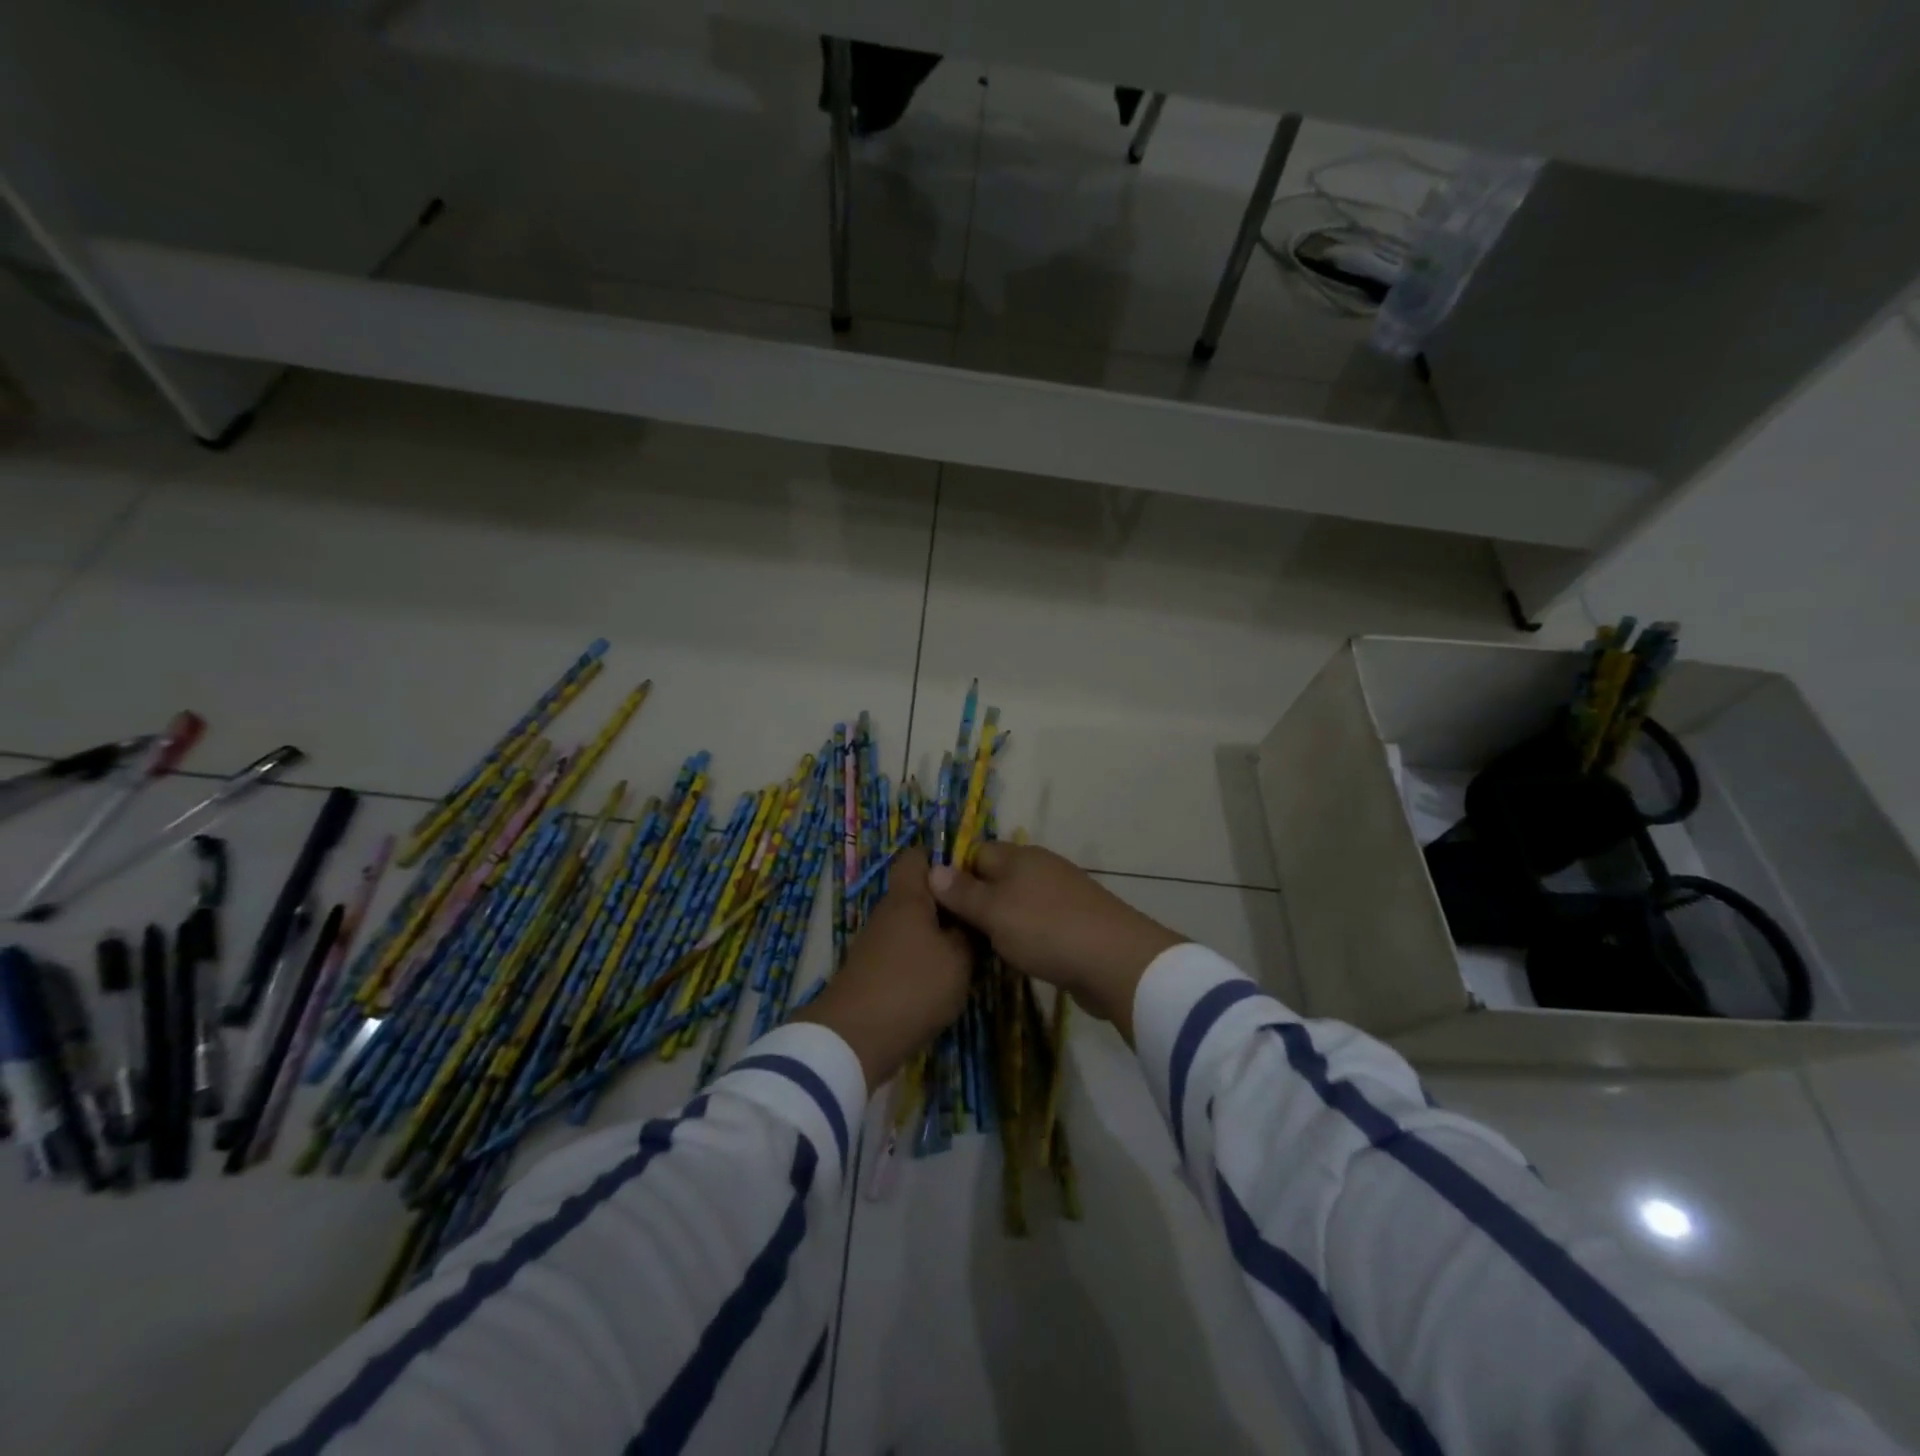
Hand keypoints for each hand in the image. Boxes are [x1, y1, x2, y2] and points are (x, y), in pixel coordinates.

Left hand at [792, 848, 970, 1087]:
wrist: (855, 1039)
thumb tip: (969, 918)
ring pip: (914, 924)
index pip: (918, 857)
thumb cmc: (913, 987)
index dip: (944, 859)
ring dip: (939, 934)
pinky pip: (906, 950)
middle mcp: (888, 912)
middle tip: (982, 917)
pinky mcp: (874, 970)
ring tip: (972, 950)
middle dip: (949, 903)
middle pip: (920, 893)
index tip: (973, 876)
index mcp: (908, 897)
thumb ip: (968, 933)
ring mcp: (877, 942)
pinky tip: (946, 977)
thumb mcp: (958, 960)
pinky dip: (925, 958)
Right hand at [928, 843, 1183, 1042]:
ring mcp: (1061, 894)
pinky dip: (1024, 937)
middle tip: (952, 934)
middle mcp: (1040, 867)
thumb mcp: (994, 912)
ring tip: (978, 950)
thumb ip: (962, 892)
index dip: (953, 876)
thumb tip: (931, 869)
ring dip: (999, 923)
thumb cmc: (1046, 929)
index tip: (935, 907)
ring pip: (1016, 902)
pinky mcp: (1075, 922)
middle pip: (996, 878)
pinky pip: (1037, 923)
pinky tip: (1015, 957)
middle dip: (975, 902)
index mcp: (1019, 856)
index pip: (975, 853)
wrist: (1115, 961)